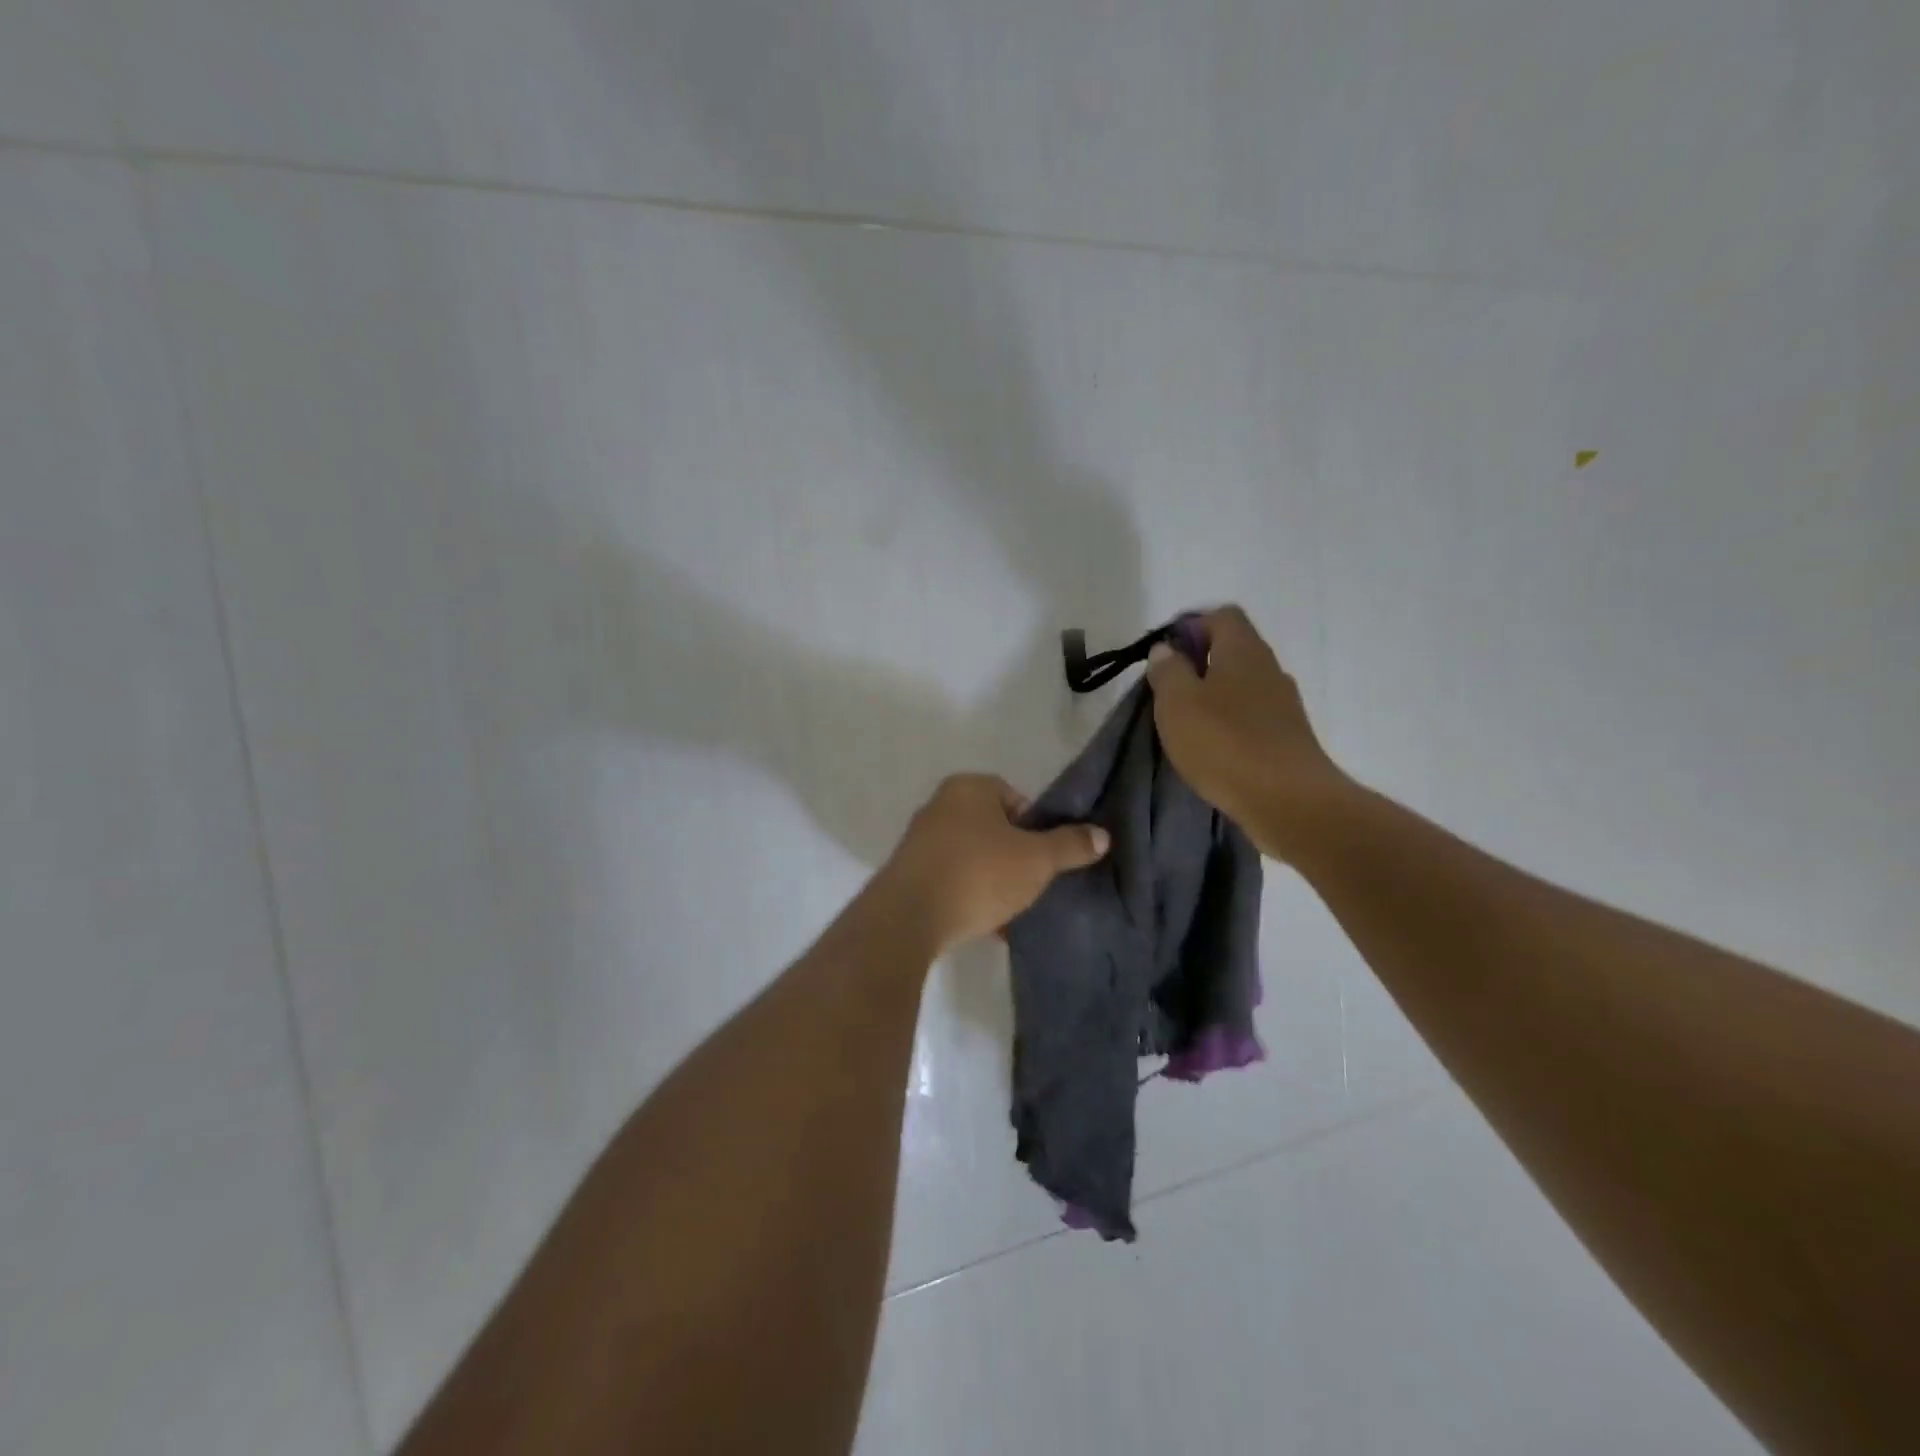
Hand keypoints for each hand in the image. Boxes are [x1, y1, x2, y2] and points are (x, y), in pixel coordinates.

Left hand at [877, 774, 1109, 953]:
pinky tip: (987, 925)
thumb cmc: (979, 874)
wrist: (909, 917)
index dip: (1035, 827)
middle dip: (1014, 856)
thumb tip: (1102, 835)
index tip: (1043, 857)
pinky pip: (951, 880)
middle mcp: (939, 805)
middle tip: (1031, 883)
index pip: (1015, 797)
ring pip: (972, 857)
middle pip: (993, 828)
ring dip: (992, 880)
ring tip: (1011, 909)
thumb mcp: (1036, 860)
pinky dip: (969, 897)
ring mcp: (920, 840)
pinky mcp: (908, 874)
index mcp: (968, 787)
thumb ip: (1070, 845)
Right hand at [1147, 606, 1348, 860]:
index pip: (1221, 616)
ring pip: (1243, 686)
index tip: (1166, 655)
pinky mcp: (1289, 738)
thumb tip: (1166, 650)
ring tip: (1187, 725)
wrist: (1289, 802)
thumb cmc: (1225, 744)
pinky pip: (1253, 717)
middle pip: (1233, 650)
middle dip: (1199, 665)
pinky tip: (1213, 749)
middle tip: (1169, 693)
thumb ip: (1168, 671)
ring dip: (1214, 698)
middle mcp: (1269, 668)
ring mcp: (1284, 705)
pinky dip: (1231, 725)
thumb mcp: (1177, 703)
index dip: (1191, 626)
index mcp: (1243, 650)